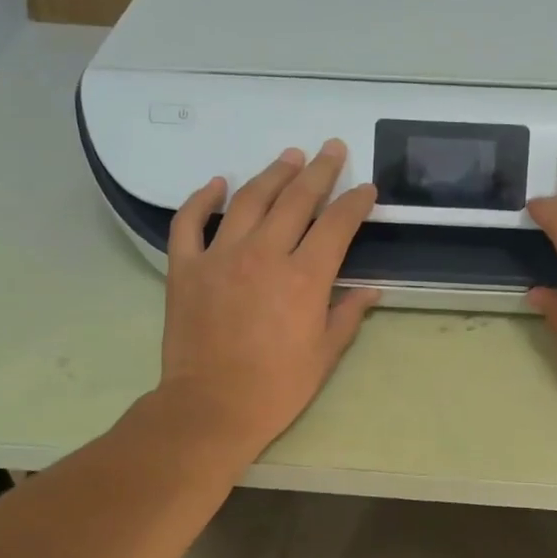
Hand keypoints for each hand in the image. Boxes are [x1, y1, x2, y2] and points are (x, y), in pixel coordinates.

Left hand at [158, 140, 380, 458]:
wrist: (211, 408)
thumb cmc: (276, 388)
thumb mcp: (325, 355)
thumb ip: (348, 314)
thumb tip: (370, 289)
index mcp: (305, 277)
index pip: (337, 224)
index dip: (355, 203)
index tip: (366, 189)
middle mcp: (264, 254)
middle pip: (296, 199)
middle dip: (319, 171)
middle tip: (332, 149)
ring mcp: (220, 257)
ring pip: (248, 200)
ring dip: (272, 173)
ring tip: (289, 156)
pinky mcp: (186, 268)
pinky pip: (189, 222)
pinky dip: (201, 199)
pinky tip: (216, 182)